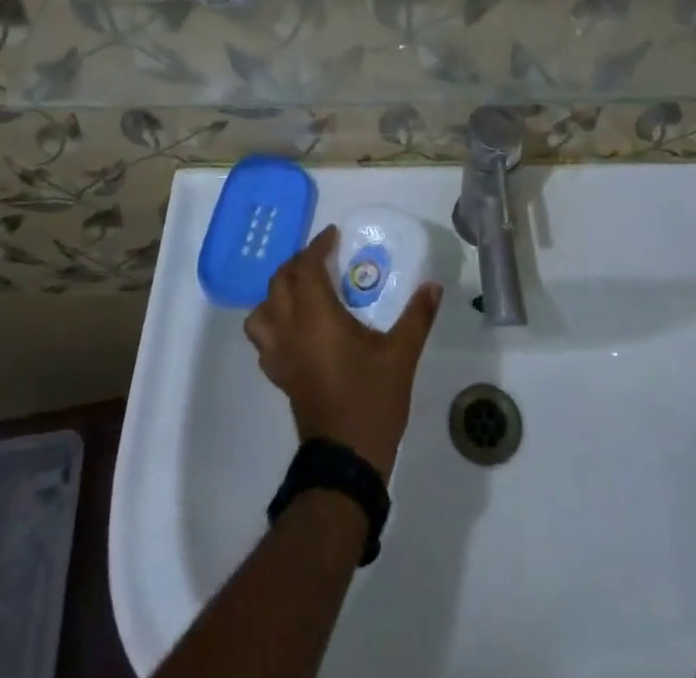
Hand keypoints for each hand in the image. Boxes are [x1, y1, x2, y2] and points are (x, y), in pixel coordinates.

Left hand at [244, 226, 442, 481]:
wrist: (346, 460)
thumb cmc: (372, 400)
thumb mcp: (401, 355)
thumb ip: (417, 316)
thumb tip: (433, 286)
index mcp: (317, 317)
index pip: (307, 267)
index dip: (318, 246)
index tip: (334, 236)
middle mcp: (290, 329)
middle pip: (280, 282)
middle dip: (298, 263)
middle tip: (323, 258)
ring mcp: (279, 354)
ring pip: (262, 310)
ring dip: (278, 292)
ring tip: (302, 290)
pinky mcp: (279, 375)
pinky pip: (264, 338)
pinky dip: (273, 322)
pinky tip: (295, 327)